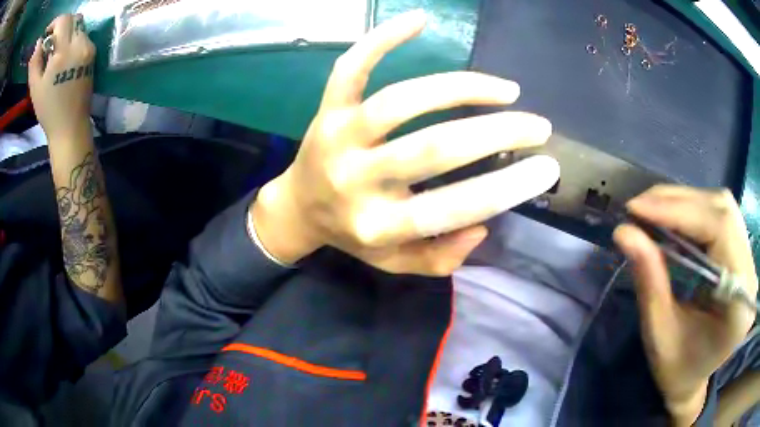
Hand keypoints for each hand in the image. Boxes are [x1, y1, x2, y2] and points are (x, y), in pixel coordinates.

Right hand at [29, 14, 94, 140]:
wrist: (69, 127)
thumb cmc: (48, 109)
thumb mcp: (35, 86)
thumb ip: (35, 61)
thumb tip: (38, 42)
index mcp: (64, 51)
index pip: (64, 20)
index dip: (55, 22)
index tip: (46, 33)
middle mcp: (80, 43)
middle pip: (73, 19)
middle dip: (60, 25)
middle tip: (49, 41)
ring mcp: (89, 47)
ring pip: (79, 26)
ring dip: (67, 31)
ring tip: (54, 51)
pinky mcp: (93, 53)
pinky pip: (83, 36)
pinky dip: (72, 38)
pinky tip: (63, 56)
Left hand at [252, 10, 559, 275]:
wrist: (298, 206)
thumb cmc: (353, 234)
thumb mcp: (394, 263)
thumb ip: (439, 257)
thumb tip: (482, 225)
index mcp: (378, 225)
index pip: (452, 208)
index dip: (506, 188)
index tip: (547, 167)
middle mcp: (356, 180)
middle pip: (436, 148)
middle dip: (498, 132)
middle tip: (538, 125)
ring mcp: (340, 137)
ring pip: (404, 101)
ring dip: (463, 88)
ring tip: (506, 89)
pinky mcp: (328, 109)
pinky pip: (352, 66)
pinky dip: (383, 38)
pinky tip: (420, 20)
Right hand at [614, 186, 757, 425]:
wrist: (695, 380)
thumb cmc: (677, 371)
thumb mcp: (660, 335)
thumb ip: (650, 282)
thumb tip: (624, 232)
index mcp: (740, 303)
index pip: (721, 229)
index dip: (681, 211)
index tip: (638, 209)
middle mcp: (750, 273)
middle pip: (723, 210)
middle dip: (680, 202)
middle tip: (640, 209)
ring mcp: (749, 259)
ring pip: (723, 207)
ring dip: (686, 203)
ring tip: (652, 211)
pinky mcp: (743, 253)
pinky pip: (722, 216)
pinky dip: (694, 211)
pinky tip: (673, 219)